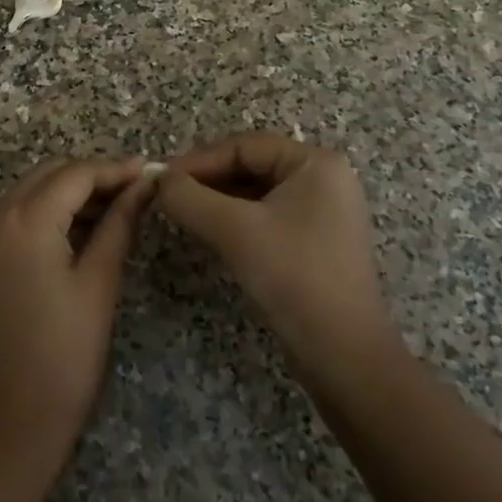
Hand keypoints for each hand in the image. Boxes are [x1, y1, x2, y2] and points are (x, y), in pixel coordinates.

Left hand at [0, 156, 153, 458]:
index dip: (116, 170)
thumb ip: (120, 222)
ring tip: (118, 211)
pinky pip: (18, 211)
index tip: (152, 173)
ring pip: (33, 189)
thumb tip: (145, 184)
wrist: (9, 417)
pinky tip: (83, 229)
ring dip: (72, 192)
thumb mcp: (99, 282)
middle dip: (94, 177)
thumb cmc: (64, 354)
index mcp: (24, 219)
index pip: (77, 173)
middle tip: (137, 193)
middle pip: (52, 173)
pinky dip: (49, 211)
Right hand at [157, 133, 394, 371]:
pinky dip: (235, 221)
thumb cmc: (294, 276)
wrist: (344, 355)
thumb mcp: (235, 230)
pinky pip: (266, 217)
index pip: (245, 146)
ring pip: (256, 193)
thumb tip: (157, 180)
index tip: (162, 178)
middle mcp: (323, 180)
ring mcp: (322, 213)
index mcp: (315, 163)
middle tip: (167, 195)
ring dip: (217, 201)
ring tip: (181, 212)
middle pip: (251, 166)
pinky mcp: (314, 243)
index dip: (199, 160)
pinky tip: (208, 232)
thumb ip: (190, 198)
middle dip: (207, 180)